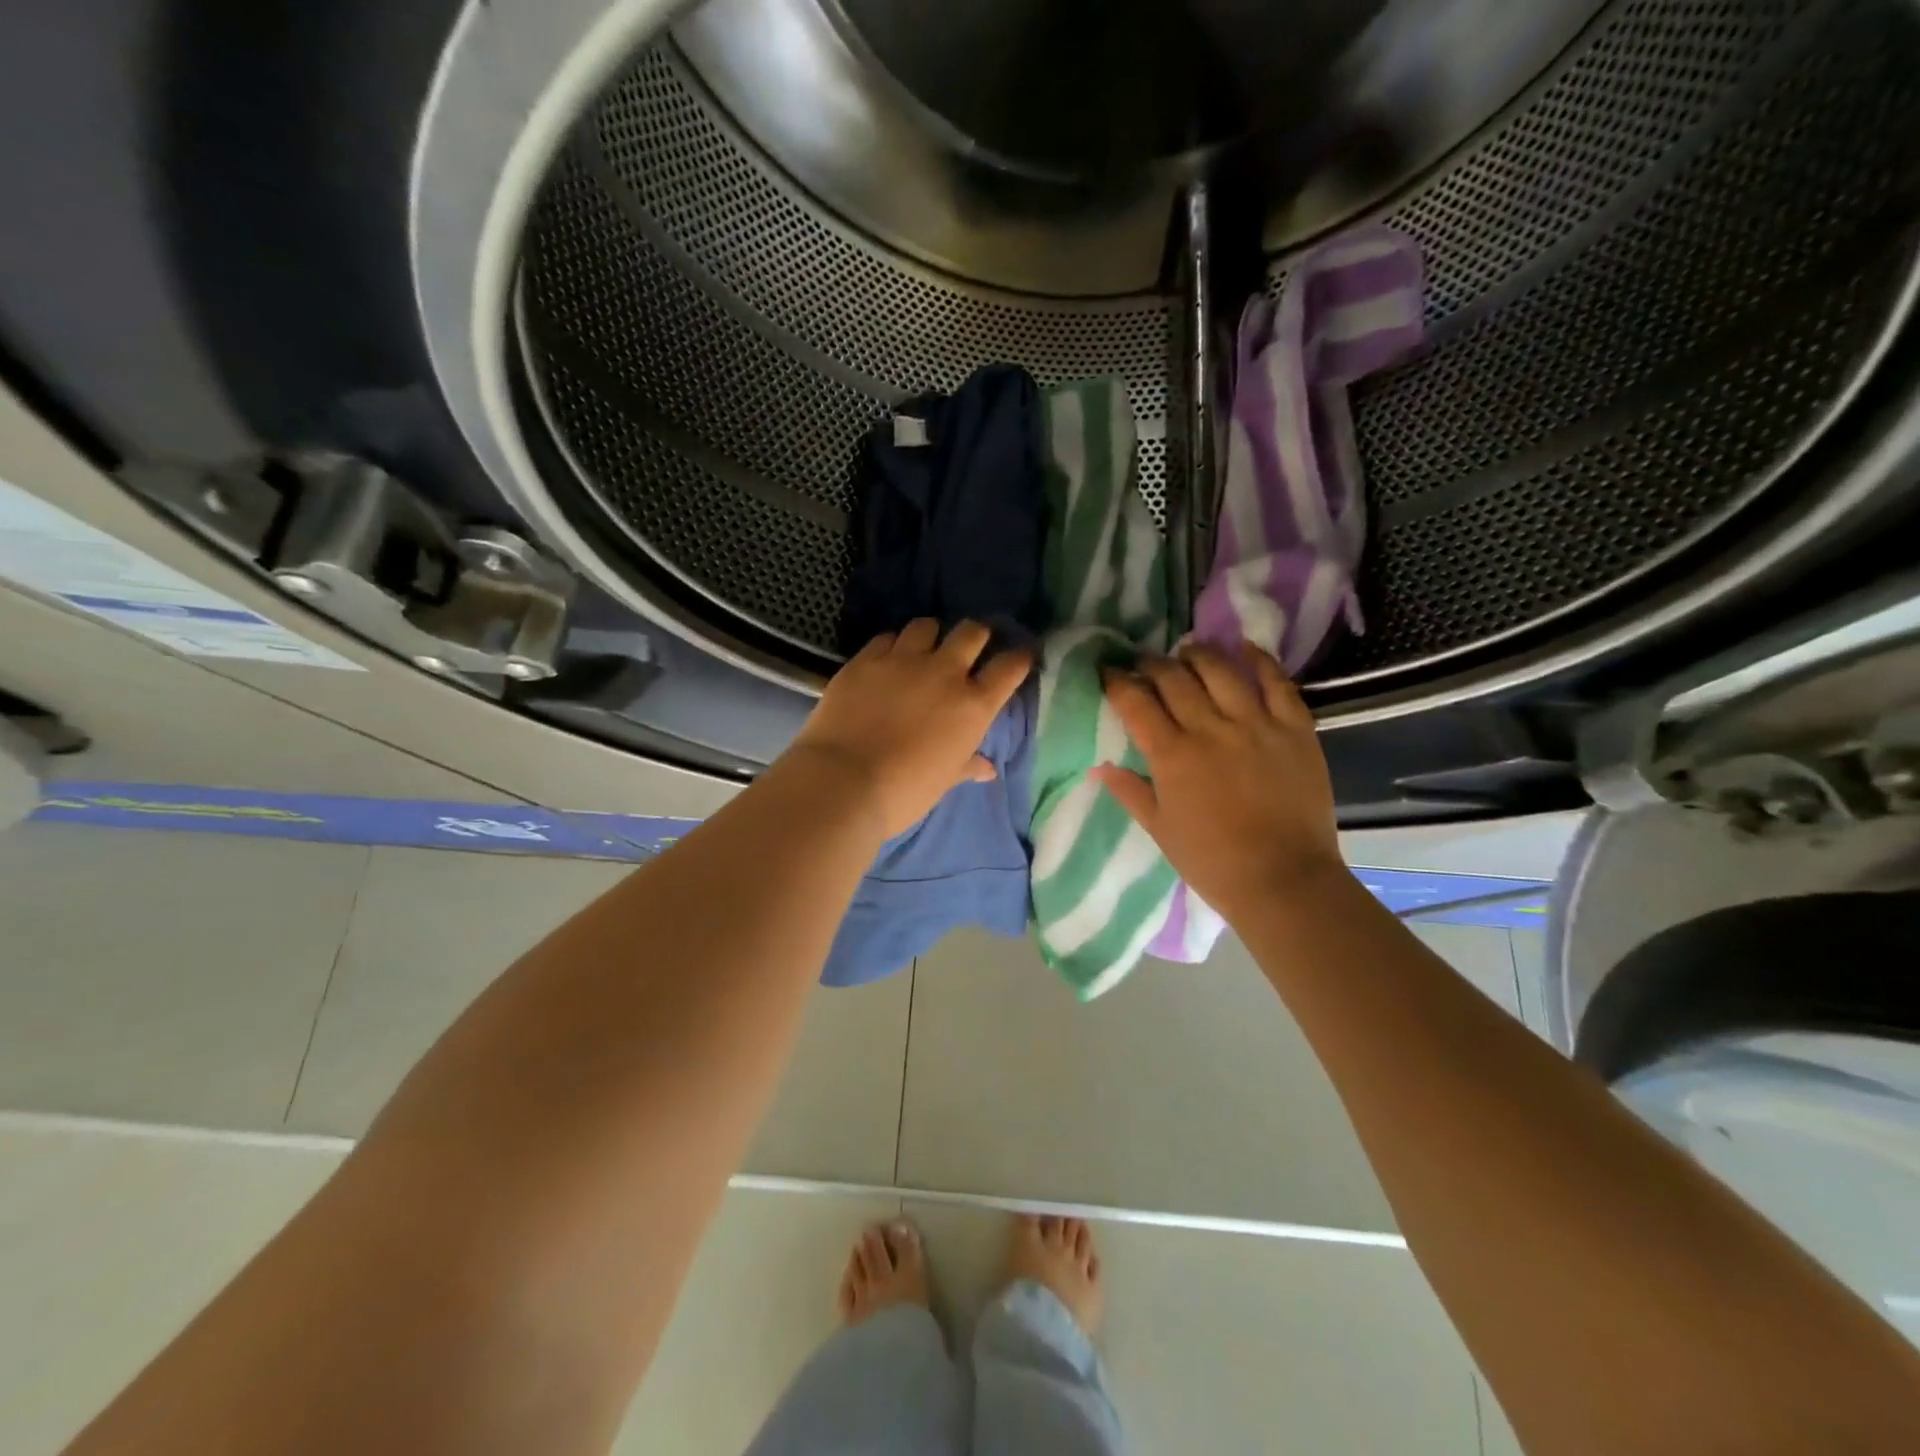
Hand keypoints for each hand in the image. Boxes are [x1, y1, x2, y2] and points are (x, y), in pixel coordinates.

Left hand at [787, 619, 1031, 839]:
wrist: (843, 782)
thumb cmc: (904, 791)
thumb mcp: (943, 781)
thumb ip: (966, 766)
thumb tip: (986, 769)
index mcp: (973, 706)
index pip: (1009, 668)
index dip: (1018, 658)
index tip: (1019, 657)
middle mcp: (944, 673)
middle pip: (972, 632)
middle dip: (977, 635)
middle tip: (971, 646)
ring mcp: (903, 661)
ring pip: (927, 625)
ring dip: (931, 634)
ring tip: (925, 648)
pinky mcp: (866, 659)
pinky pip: (886, 638)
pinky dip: (892, 645)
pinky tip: (888, 658)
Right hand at [1093, 642, 1341, 922]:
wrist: (1283, 880)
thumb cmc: (1212, 861)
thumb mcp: (1160, 829)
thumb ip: (1130, 792)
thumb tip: (1099, 767)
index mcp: (1172, 756)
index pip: (1135, 702)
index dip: (1117, 681)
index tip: (1108, 671)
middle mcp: (1210, 729)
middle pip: (1174, 678)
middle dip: (1152, 663)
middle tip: (1143, 661)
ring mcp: (1256, 724)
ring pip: (1220, 670)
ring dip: (1198, 654)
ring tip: (1187, 650)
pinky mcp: (1295, 728)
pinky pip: (1277, 682)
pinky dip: (1259, 659)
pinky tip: (1245, 647)